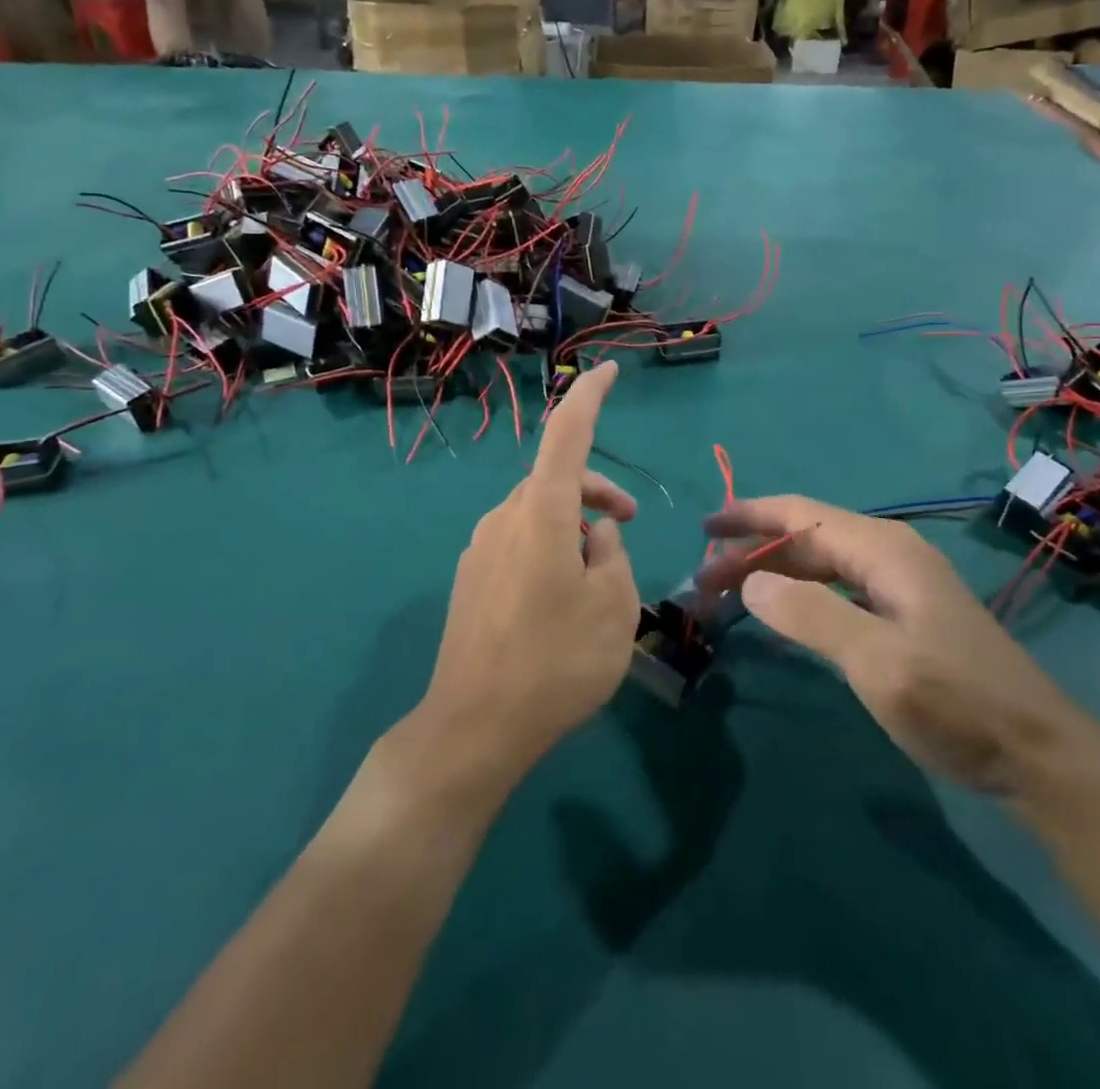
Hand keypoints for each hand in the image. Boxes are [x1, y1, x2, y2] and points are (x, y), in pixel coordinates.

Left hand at [421, 363, 641, 784]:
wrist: (473, 727)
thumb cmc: (556, 662)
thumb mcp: (613, 608)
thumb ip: (611, 556)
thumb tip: (595, 536)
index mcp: (542, 514)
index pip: (567, 434)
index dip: (590, 397)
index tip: (610, 372)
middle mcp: (504, 518)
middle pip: (556, 480)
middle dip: (597, 490)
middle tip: (629, 524)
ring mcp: (480, 548)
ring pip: (537, 513)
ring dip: (573, 524)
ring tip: (598, 577)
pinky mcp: (471, 578)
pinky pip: (518, 542)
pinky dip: (548, 548)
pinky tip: (558, 599)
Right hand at [699, 496, 1093, 796]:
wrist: (1041, 757)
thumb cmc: (957, 704)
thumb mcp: (878, 662)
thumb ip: (811, 615)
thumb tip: (750, 582)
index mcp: (884, 550)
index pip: (800, 515)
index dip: (749, 516)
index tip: (704, 529)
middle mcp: (890, 555)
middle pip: (806, 538)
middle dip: (753, 552)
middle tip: (703, 581)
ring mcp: (900, 586)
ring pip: (820, 564)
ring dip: (773, 574)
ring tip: (728, 596)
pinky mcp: (905, 616)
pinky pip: (837, 590)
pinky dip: (800, 595)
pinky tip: (781, 614)